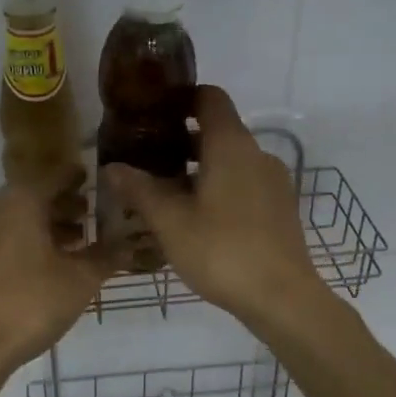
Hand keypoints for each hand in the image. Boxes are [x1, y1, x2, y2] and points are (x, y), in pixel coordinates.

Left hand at [0, 183, 112, 370]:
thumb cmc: (31, 303)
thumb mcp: (80, 280)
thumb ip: (106, 256)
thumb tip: (129, 244)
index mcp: (20, 201)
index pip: (55, 176)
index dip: (77, 178)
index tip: (96, 180)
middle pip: (34, 196)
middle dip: (64, 205)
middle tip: (92, 215)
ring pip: (18, 218)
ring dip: (47, 225)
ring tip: (77, 242)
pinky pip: (5, 237)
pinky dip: (28, 240)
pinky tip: (50, 263)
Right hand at [104, 86, 319, 326]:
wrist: (283, 298)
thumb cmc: (222, 251)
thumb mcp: (170, 222)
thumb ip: (140, 190)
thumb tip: (112, 167)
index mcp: (231, 145)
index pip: (209, 97)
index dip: (181, 97)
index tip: (151, 112)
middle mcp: (257, 154)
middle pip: (217, 131)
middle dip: (181, 140)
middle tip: (146, 159)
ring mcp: (273, 182)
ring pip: (230, 161)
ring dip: (199, 169)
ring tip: (165, 194)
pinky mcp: (280, 208)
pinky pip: (244, 184)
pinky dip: (219, 188)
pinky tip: (196, 219)